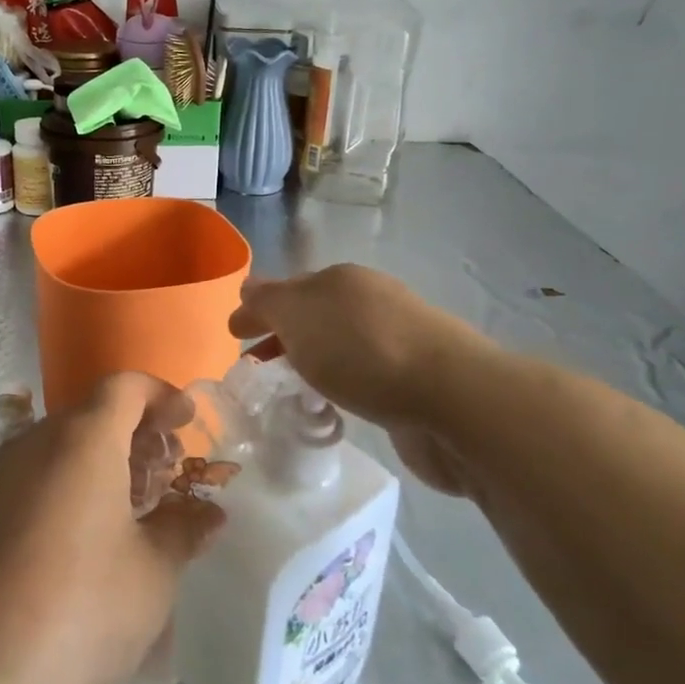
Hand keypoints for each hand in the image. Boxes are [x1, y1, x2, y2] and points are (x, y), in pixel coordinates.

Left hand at [0, 372, 222, 683]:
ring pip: (57, 450)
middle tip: (165, 477)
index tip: (186, 421)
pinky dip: (62, 492)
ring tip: (127, 516)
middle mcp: (32, 442)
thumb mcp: (149, 578)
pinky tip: (74, 548)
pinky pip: (28, 482)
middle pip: (90, 416)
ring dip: (97, 466)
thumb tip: (208, 514)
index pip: (125, 386)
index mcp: (82, 440)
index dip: (161, 395)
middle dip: (134, 436)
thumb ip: (182, 533)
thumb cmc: (72, 616)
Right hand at [229, 264, 492, 495]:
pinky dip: (337, 381)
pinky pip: (359, 374)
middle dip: (281, 333)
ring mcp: (396, 340)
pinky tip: (332, 403)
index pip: (286, 289)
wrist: (451, 398)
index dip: (257, 308)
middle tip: (253, 363)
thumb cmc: (363, 350)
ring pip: (337, 344)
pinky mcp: (413, 380)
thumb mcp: (300, 315)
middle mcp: (370, 301)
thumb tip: (248, 287)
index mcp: (341, 280)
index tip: (233, 334)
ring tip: (287, 386)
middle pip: (312, 314)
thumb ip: (268, 301)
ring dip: (309, 358)